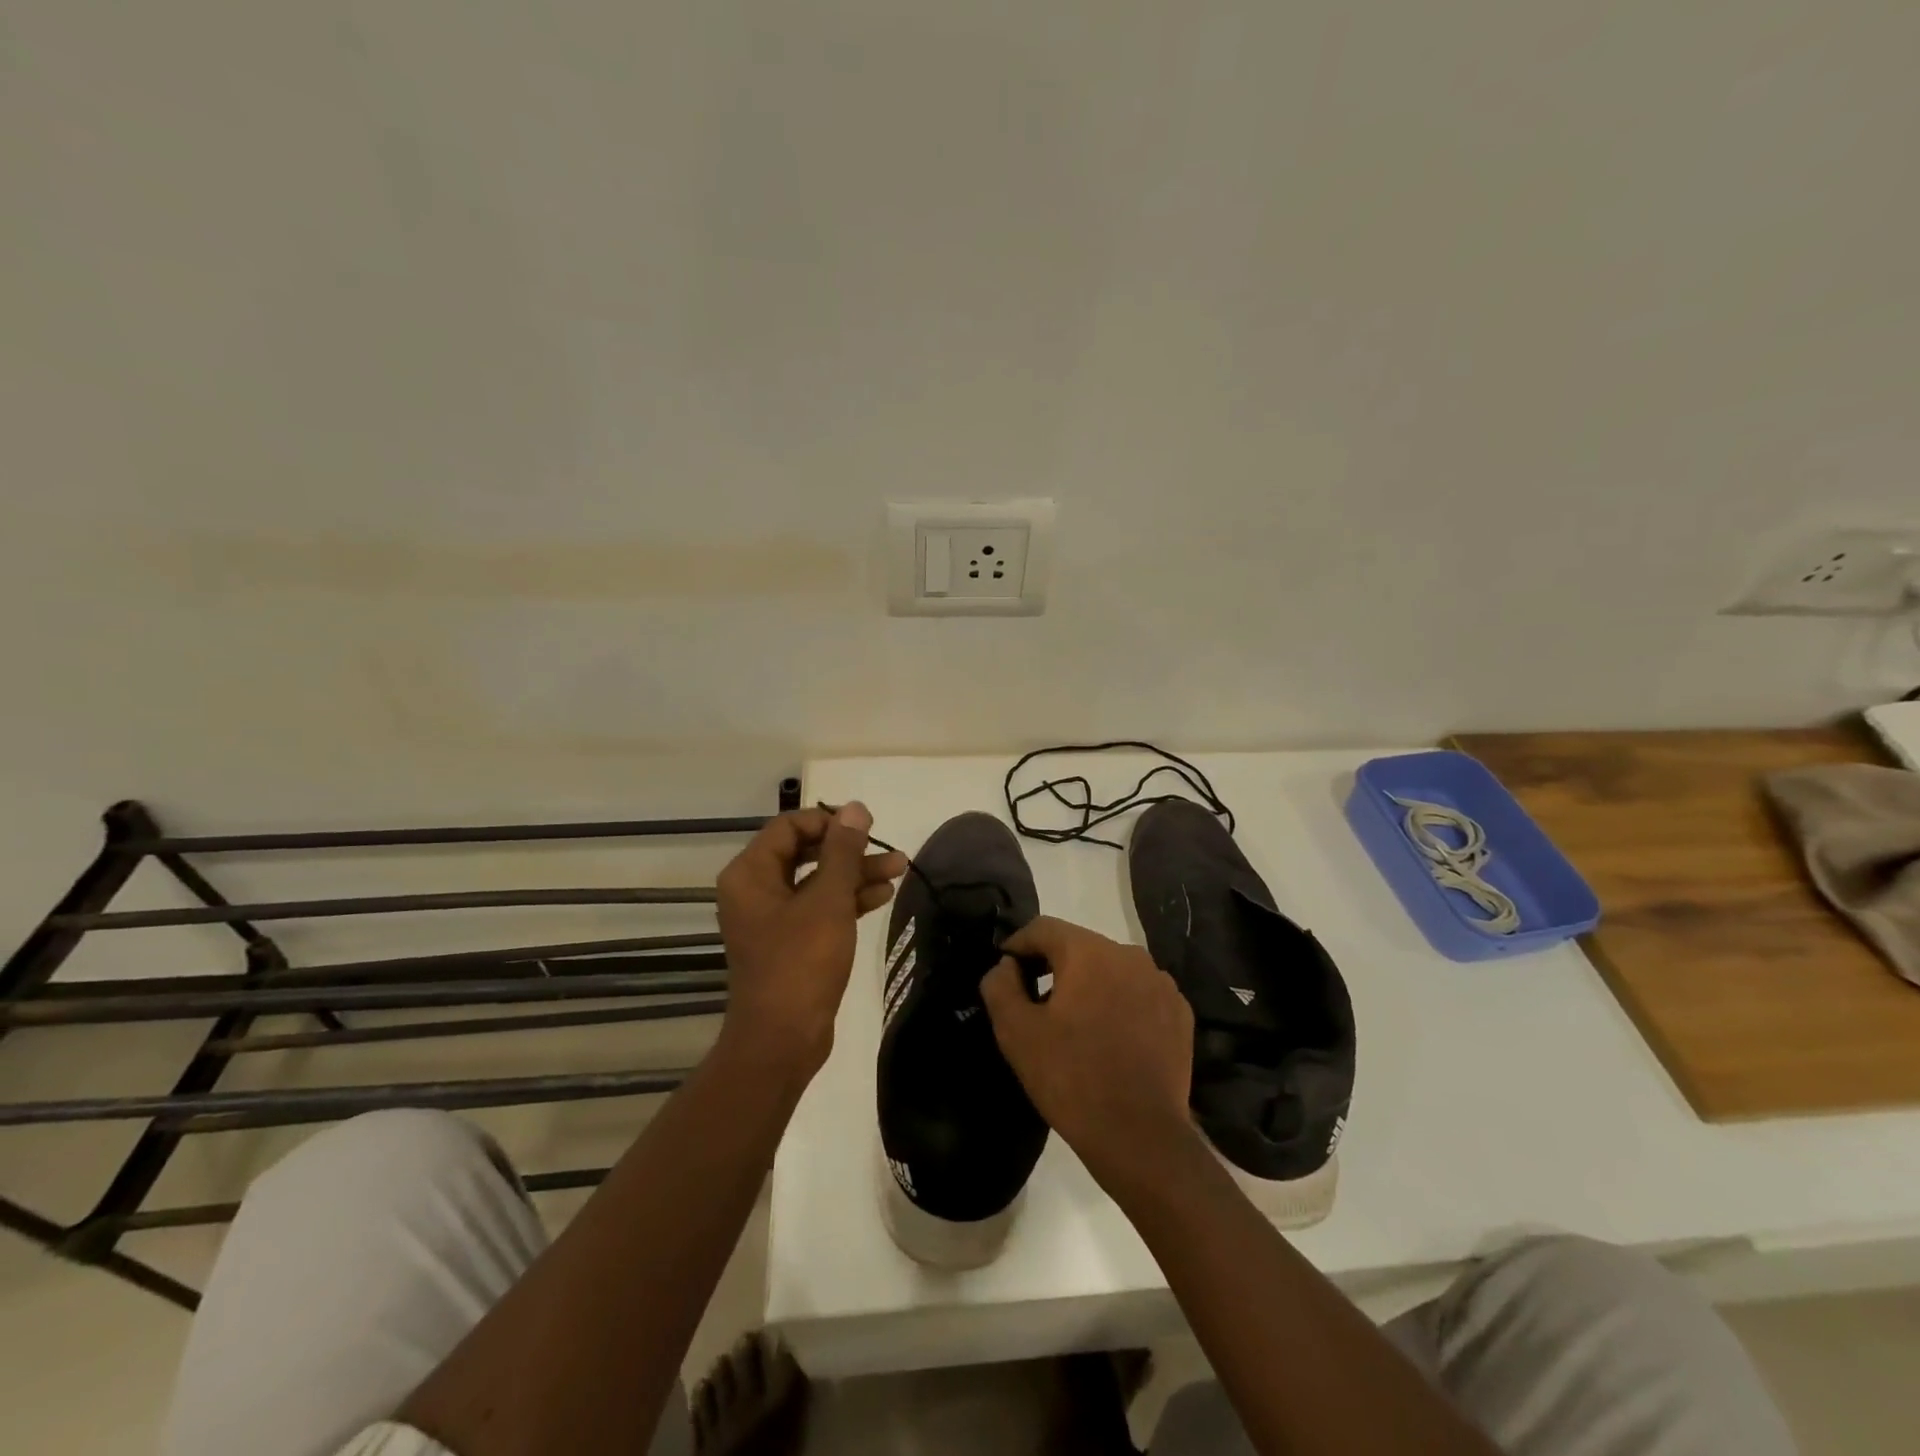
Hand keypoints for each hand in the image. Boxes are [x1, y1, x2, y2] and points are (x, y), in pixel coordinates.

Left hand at [715, 803, 905, 1077]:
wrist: (783, 1039)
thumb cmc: (801, 962)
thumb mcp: (828, 901)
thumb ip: (843, 851)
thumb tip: (855, 808)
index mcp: (750, 873)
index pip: (789, 826)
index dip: (829, 822)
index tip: (866, 827)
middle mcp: (755, 889)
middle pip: (805, 852)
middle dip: (850, 850)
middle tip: (887, 848)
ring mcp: (772, 916)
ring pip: (817, 880)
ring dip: (855, 873)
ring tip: (900, 868)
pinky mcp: (789, 940)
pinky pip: (819, 906)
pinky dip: (848, 899)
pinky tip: (883, 895)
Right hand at [981, 915, 1197, 1185]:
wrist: (1141, 1138)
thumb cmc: (1071, 1079)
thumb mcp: (1016, 1032)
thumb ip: (1000, 985)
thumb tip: (1006, 965)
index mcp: (1089, 952)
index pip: (1043, 928)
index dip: (1018, 946)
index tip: (1006, 973)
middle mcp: (1130, 955)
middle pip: (1079, 947)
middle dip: (1053, 967)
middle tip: (1035, 1003)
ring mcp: (1161, 983)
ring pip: (1111, 970)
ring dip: (1088, 986)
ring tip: (1074, 1025)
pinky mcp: (1179, 1012)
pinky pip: (1138, 993)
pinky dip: (1119, 1004)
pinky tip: (1110, 1039)